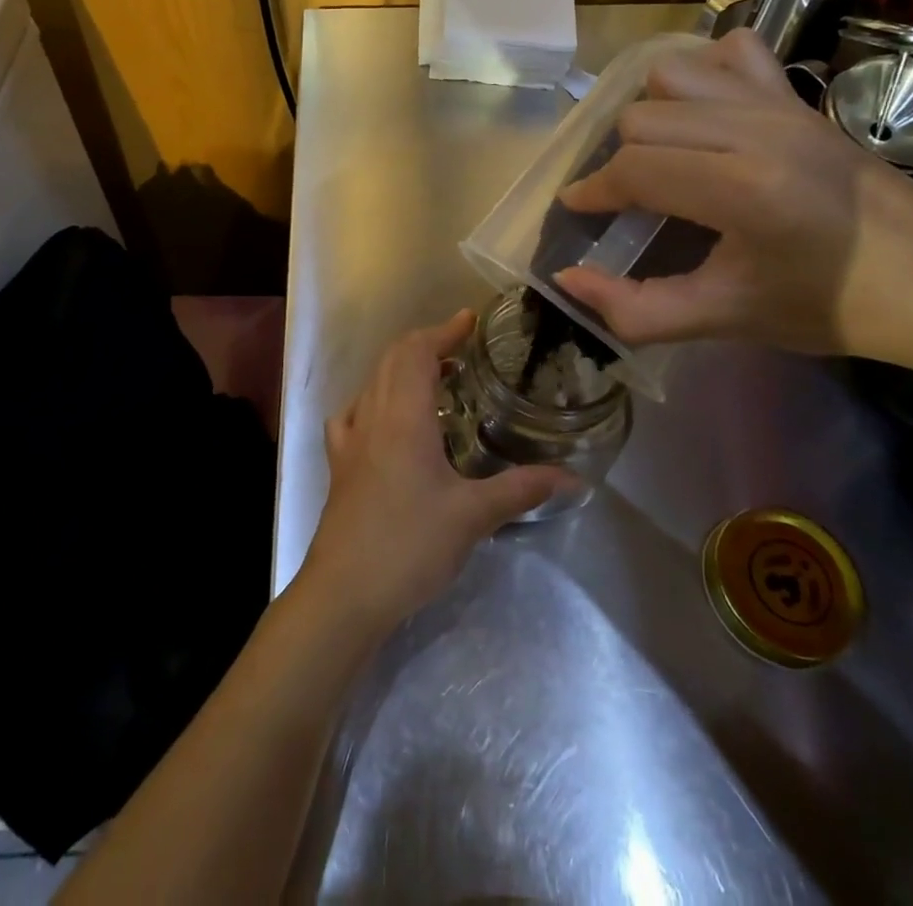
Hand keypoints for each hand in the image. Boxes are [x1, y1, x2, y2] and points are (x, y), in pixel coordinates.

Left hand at [297, 310, 575, 634]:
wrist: (345, 592)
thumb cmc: (410, 546)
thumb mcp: (473, 516)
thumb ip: (521, 489)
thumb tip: (573, 477)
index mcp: (403, 416)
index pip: (418, 351)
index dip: (443, 330)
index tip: (470, 320)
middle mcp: (372, 415)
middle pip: (393, 358)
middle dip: (425, 342)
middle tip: (461, 347)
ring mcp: (350, 438)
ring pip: (373, 381)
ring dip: (402, 367)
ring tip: (435, 377)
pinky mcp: (339, 463)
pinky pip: (353, 412)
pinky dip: (375, 398)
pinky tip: (387, 418)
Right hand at [551, 28, 912, 368]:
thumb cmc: (831, 309)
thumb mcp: (726, 320)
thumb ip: (636, 310)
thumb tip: (568, 280)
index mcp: (743, 190)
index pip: (634, 170)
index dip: (592, 192)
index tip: (579, 212)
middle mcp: (759, 131)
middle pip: (641, 118)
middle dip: (619, 161)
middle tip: (626, 201)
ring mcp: (784, 104)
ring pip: (673, 75)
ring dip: (653, 114)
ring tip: (663, 156)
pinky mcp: (802, 95)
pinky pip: (732, 51)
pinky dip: (704, 74)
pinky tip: (708, 115)